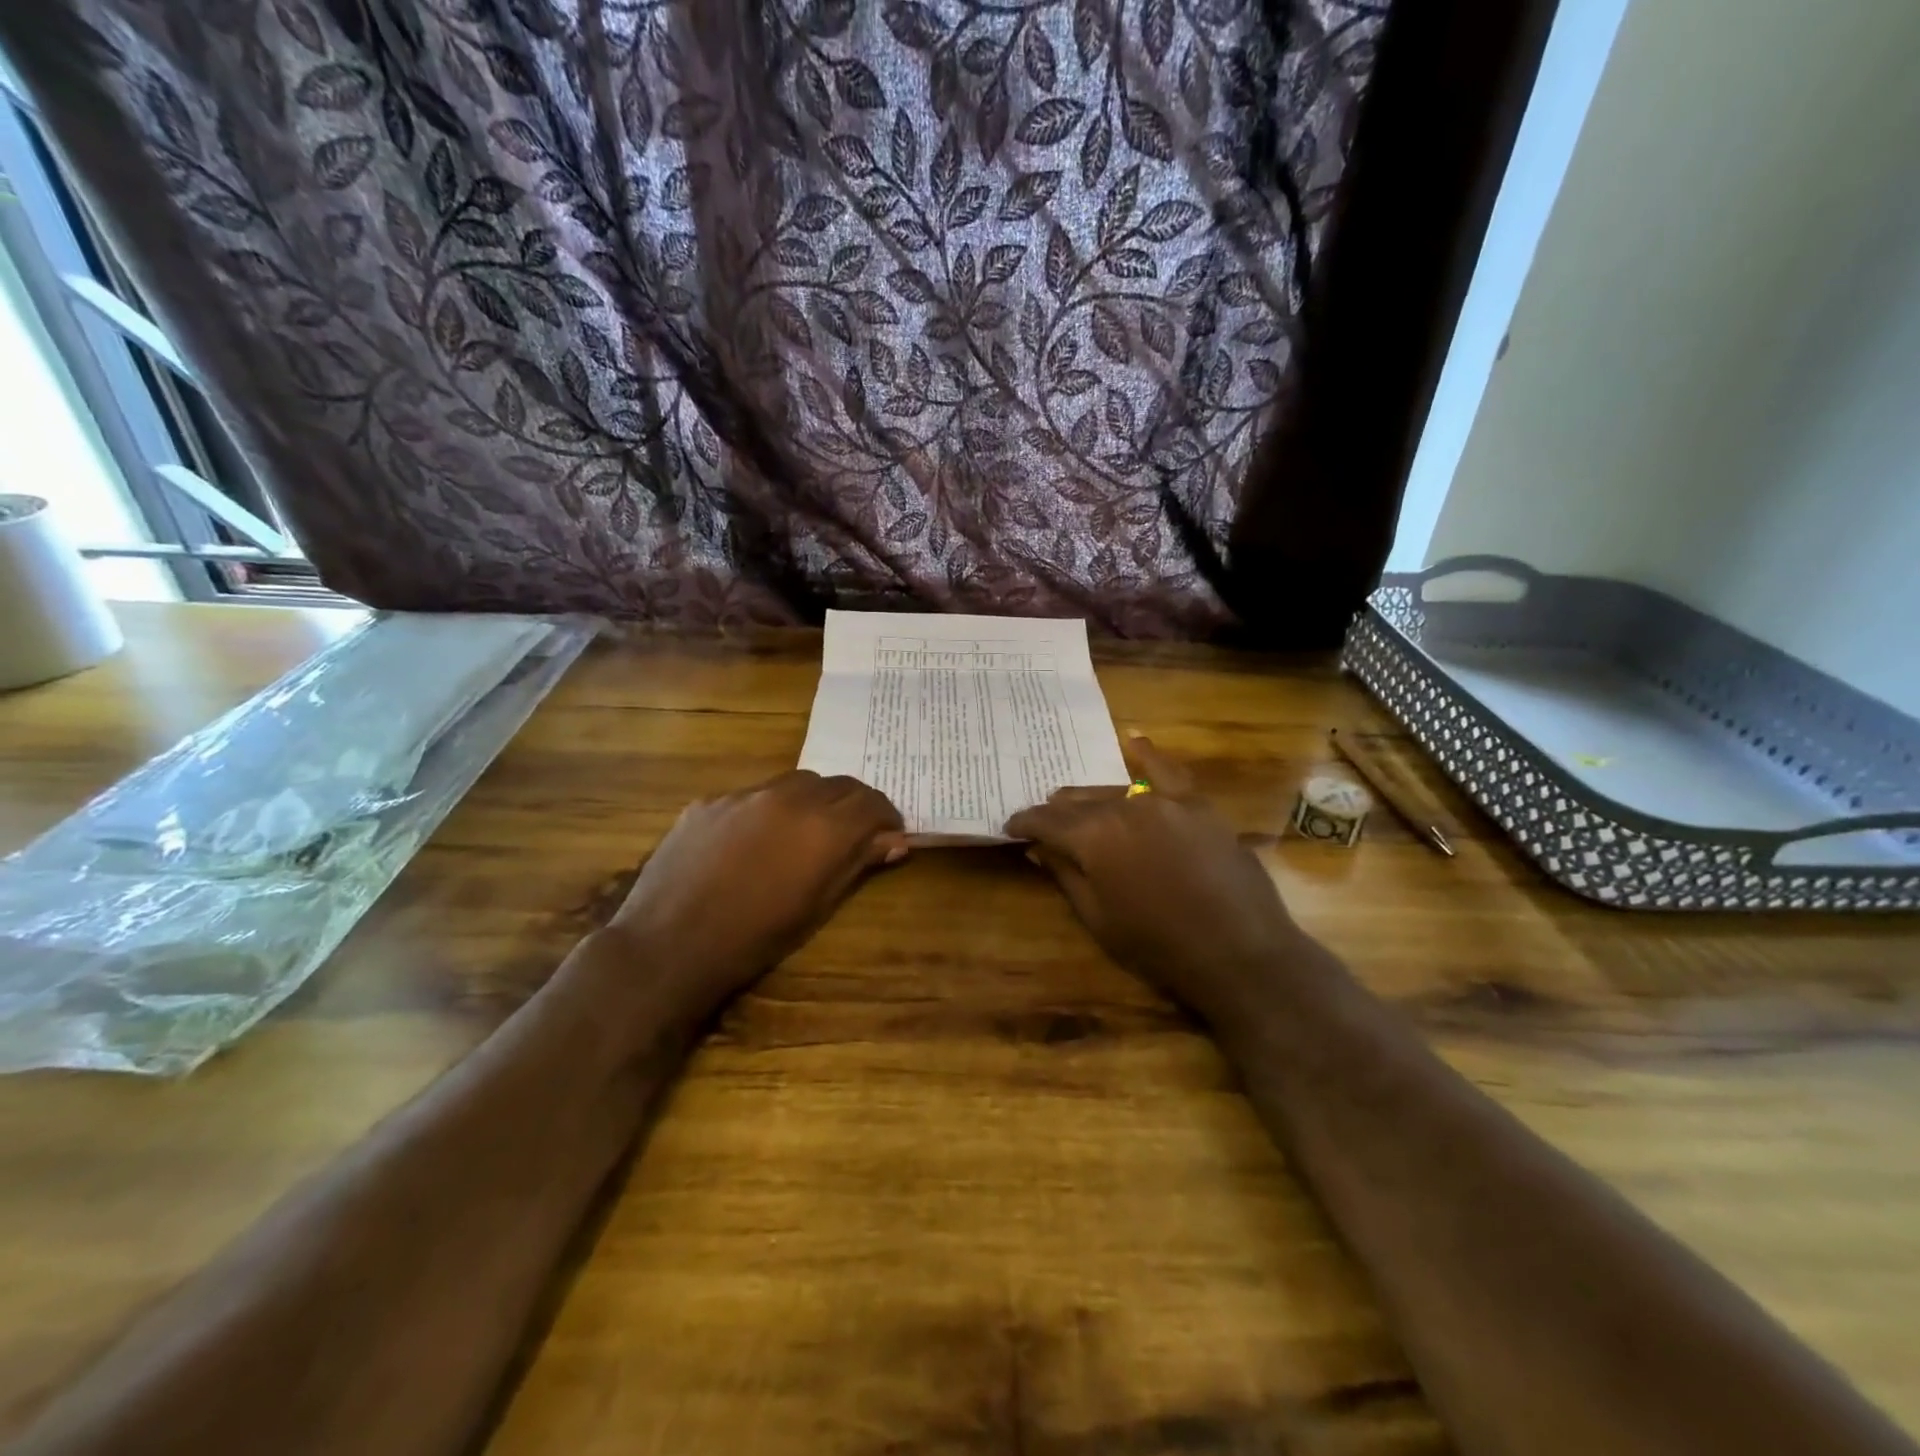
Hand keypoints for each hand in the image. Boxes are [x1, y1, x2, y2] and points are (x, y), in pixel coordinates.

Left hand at [605, 771, 906, 1020]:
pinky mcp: (710, 801)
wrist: (670, 945)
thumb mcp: (817, 906)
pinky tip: (754, 840)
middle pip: (838, 784)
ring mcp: (745, 795)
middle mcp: (790, 798)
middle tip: (854, 832)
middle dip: (854, 804)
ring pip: (796, 782)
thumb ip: (858, 864)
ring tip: (805, 831)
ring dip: (813, 800)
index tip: (889, 833)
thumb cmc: (756, 938)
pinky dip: (769, 809)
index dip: (887, 816)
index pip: (872, 802)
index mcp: (824, 828)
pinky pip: (753, 794)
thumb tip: (895, 841)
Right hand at [1005, 739, 1302, 1019]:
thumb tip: (1038, 848)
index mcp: (1093, 837)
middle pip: (1080, 802)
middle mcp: (1125, 808)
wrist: (1238, 951)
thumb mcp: (1098, 917)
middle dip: (1057, 812)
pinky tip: (1134, 741)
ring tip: (1075, 800)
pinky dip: (1149, 756)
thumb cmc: (1157, 945)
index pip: (1047, 822)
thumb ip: (1065, 874)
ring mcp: (1165, 801)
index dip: (1025, 823)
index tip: (1010, 826)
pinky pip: (1169, 773)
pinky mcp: (1198, 806)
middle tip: (1043, 822)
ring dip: (1092, 798)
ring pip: (1116, 790)